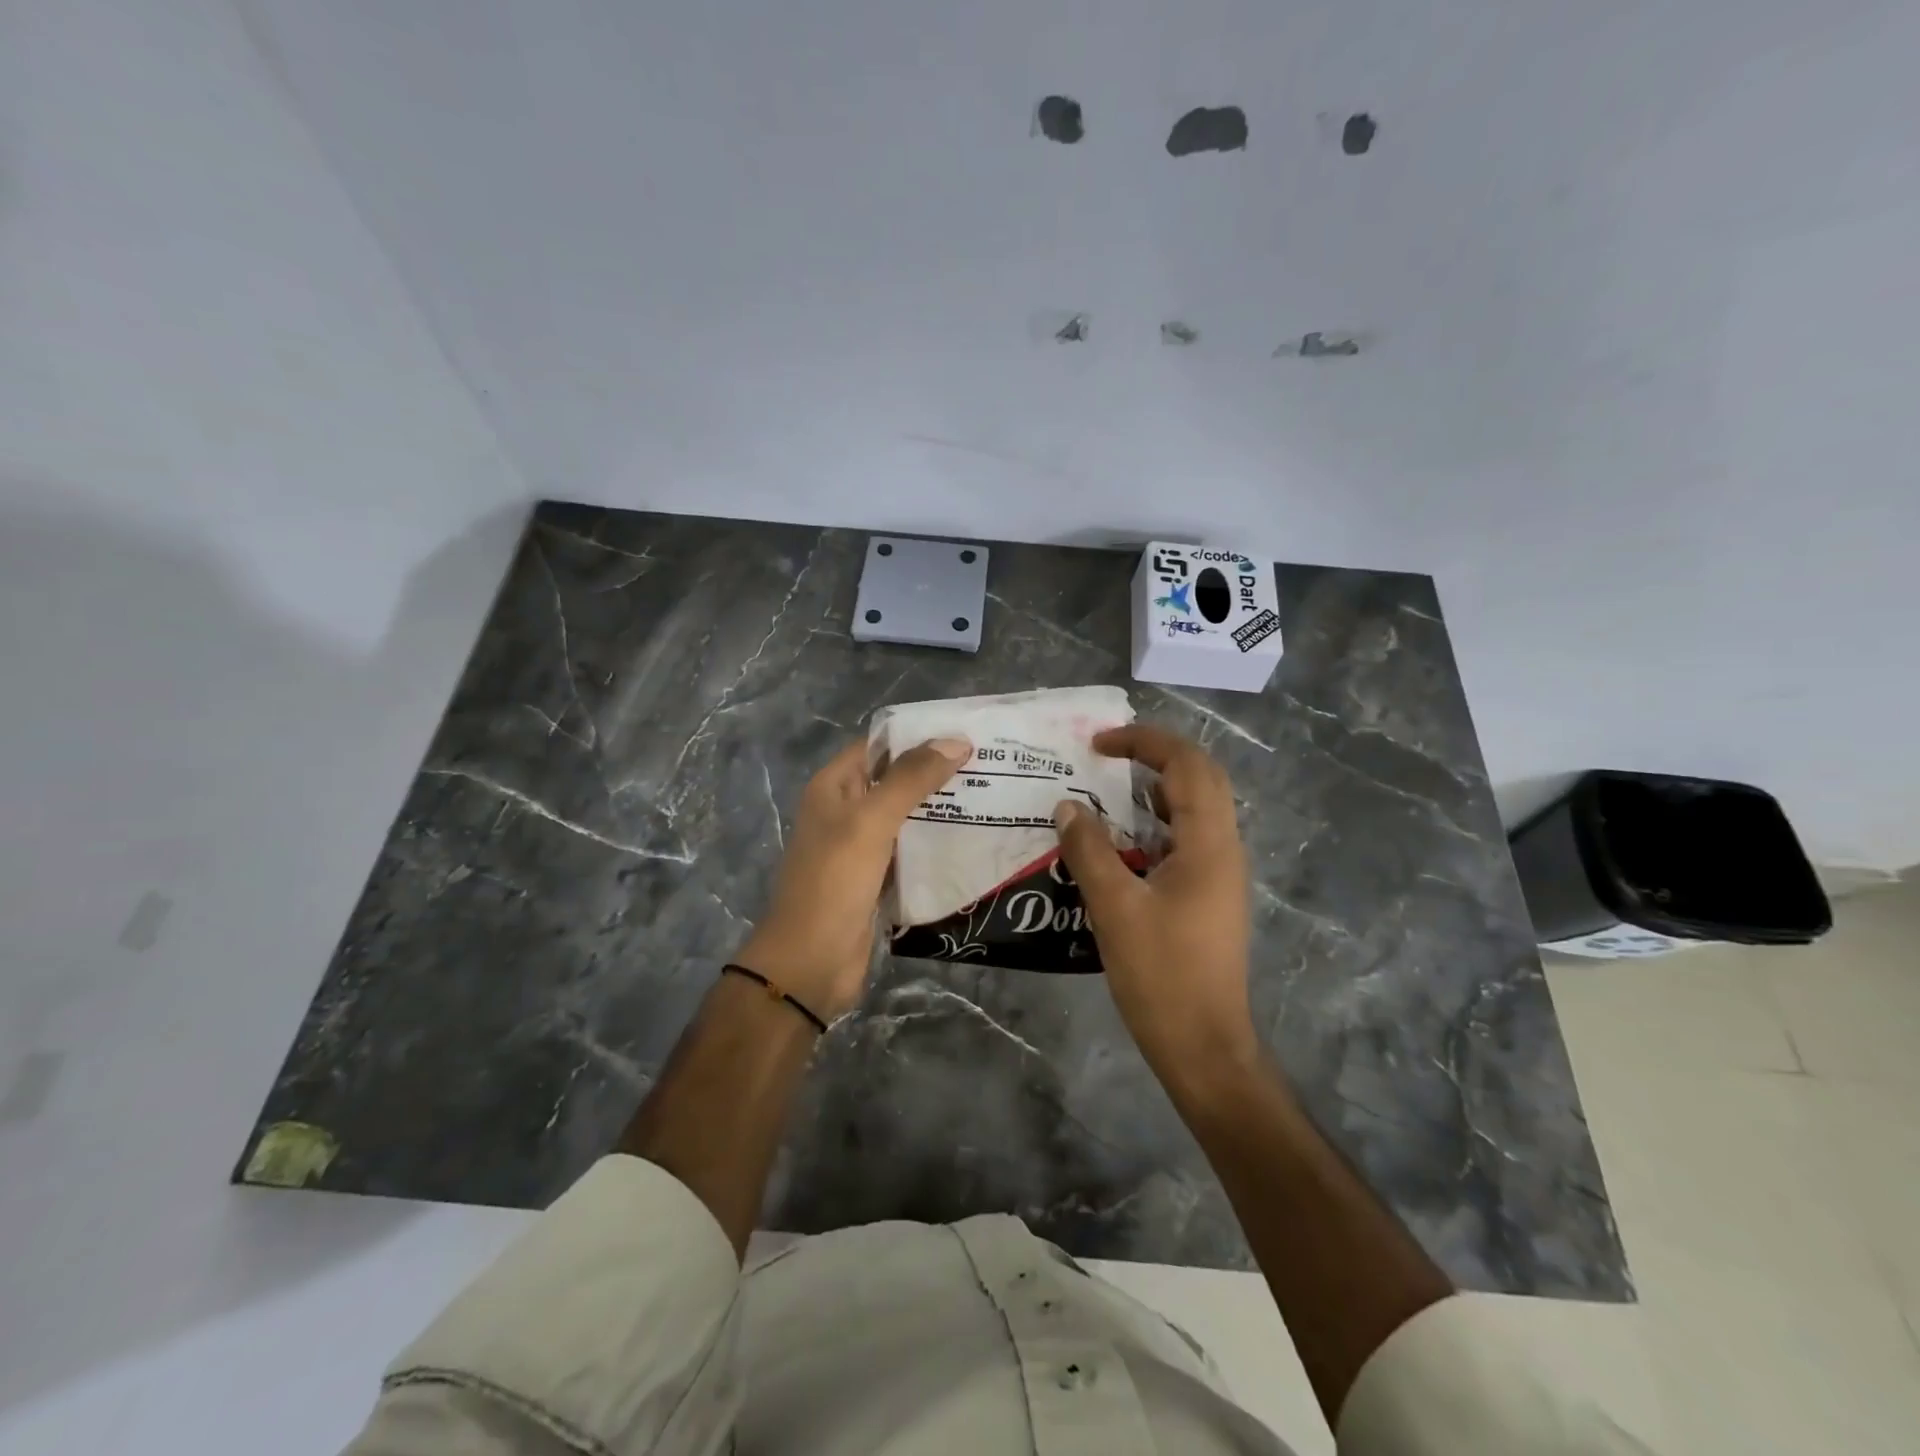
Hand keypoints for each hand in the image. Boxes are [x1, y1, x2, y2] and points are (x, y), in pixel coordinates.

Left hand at [735, 736, 969, 1022]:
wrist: (811, 962)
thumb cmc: (834, 881)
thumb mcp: (872, 821)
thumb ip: (911, 778)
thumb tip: (956, 740)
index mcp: (834, 787)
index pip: (879, 745)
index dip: (918, 736)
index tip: (966, 733)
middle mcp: (846, 810)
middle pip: (895, 779)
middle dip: (937, 772)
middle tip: (990, 764)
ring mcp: (861, 846)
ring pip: (906, 816)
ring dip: (941, 808)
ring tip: (991, 795)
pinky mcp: (877, 878)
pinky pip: (910, 850)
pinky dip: (935, 843)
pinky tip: (973, 837)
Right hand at [1053, 724, 1258, 1091]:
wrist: (1204, 1046)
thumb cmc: (1162, 975)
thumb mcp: (1115, 908)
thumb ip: (1089, 851)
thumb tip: (1067, 806)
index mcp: (1209, 844)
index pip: (1187, 764)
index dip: (1144, 741)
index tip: (1098, 744)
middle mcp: (1223, 849)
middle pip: (1199, 778)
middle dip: (1153, 756)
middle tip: (1104, 757)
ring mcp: (1219, 874)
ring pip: (1193, 810)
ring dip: (1153, 791)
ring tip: (1105, 792)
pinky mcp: (1208, 897)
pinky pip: (1184, 841)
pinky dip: (1152, 826)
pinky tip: (1116, 845)